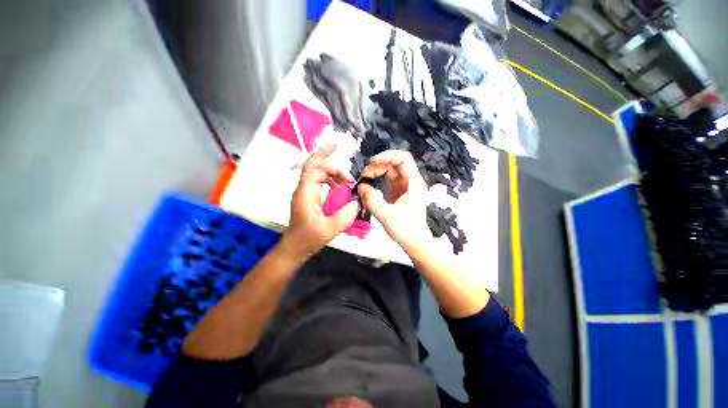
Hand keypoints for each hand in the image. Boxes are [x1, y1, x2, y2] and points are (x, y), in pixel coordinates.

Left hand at [283, 144, 359, 259]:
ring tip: (346, 182)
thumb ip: (345, 216)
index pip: (312, 167)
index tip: (336, 147)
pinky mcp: (309, 198)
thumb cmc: (308, 239)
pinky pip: (320, 182)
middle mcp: (303, 189)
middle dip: (333, 167)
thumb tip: (357, 202)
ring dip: (333, 175)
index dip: (323, 155)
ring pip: (318, 174)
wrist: (294, 247)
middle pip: (315, 168)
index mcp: (305, 193)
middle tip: (348, 177)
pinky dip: (331, 181)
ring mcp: (305, 193)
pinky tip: (339, 188)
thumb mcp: (329, 229)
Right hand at [357, 150, 430, 249]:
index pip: (403, 158)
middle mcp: (411, 181)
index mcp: (414, 183)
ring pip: (389, 171)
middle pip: (394, 163)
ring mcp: (404, 187)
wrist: (415, 243)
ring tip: (364, 181)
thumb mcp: (387, 216)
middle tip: (364, 177)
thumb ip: (372, 201)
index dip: (388, 156)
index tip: (372, 163)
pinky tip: (369, 187)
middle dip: (378, 166)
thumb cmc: (406, 230)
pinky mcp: (398, 192)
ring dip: (376, 173)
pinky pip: (387, 180)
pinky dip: (377, 180)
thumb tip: (361, 187)